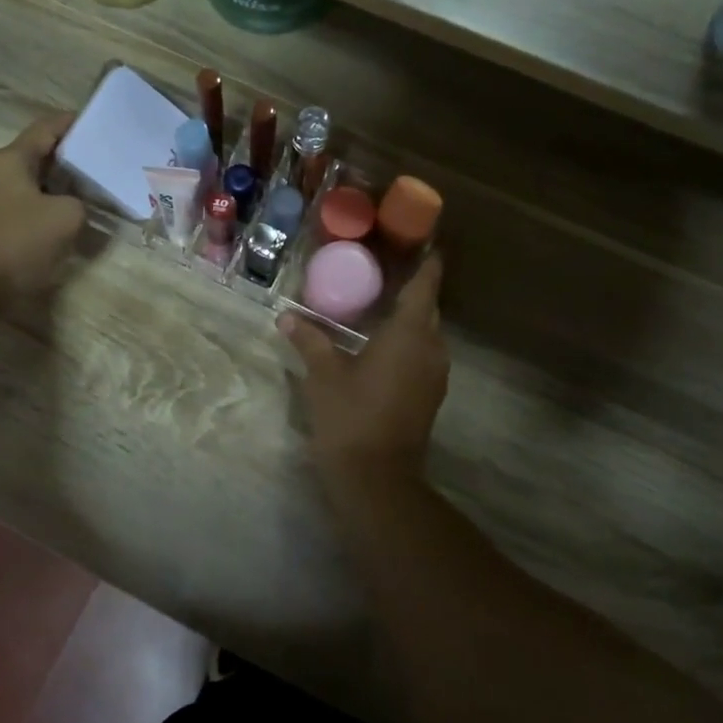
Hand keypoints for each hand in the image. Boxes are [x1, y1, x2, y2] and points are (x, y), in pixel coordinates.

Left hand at [0, 112, 85, 309]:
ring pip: (25, 181)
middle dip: (65, 157)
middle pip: (34, 154)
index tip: (95, 123)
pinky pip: (17, 203)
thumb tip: (71, 205)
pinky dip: (39, 204)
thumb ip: (79, 202)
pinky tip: (57, 218)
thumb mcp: (67, 217)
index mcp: (10, 160)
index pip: (45, 129)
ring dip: (53, 184)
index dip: (70, 123)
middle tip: (96, 162)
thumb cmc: (18, 243)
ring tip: (82, 191)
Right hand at [281, 256, 449, 481]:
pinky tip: (379, 343)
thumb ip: (309, 341)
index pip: (425, 286)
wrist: (377, 480)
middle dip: (412, 289)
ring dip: (408, 318)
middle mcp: (431, 348)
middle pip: (427, 308)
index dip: (427, 263)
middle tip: (383, 270)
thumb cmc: (350, 417)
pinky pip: (422, 354)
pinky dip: (407, 342)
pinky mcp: (429, 395)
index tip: (424, 243)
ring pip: (426, 334)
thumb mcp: (323, 375)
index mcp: (410, 334)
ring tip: (378, 303)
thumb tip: (287, 317)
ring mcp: (434, 374)